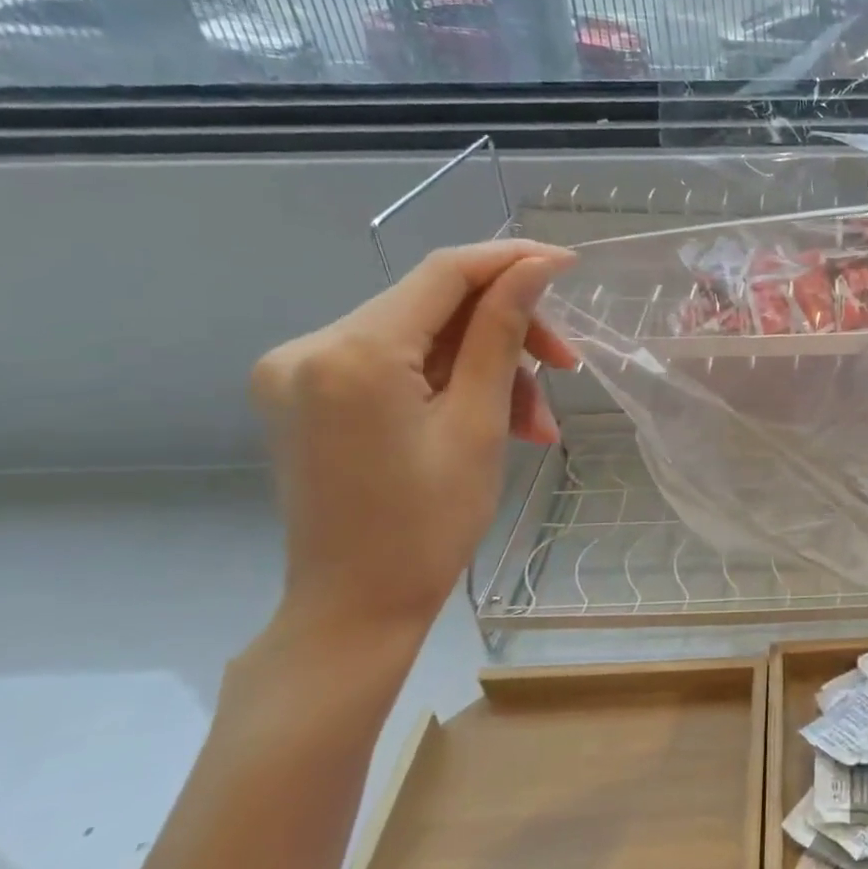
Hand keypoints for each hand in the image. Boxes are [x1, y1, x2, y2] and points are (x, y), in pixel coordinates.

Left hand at [250, 240, 576, 651]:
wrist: (355, 607)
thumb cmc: (429, 526)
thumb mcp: (479, 423)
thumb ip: (502, 334)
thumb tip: (535, 268)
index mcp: (352, 354)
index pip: (443, 273)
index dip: (511, 261)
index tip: (569, 265)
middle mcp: (308, 346)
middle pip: (432, 306)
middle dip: (506, 332)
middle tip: (565, 370)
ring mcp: (298, 371)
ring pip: (419, 338)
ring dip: (484, 366)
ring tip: (535, 422)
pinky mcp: (304, 394)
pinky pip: (393, 364)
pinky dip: (448, 383)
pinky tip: (491, 420)